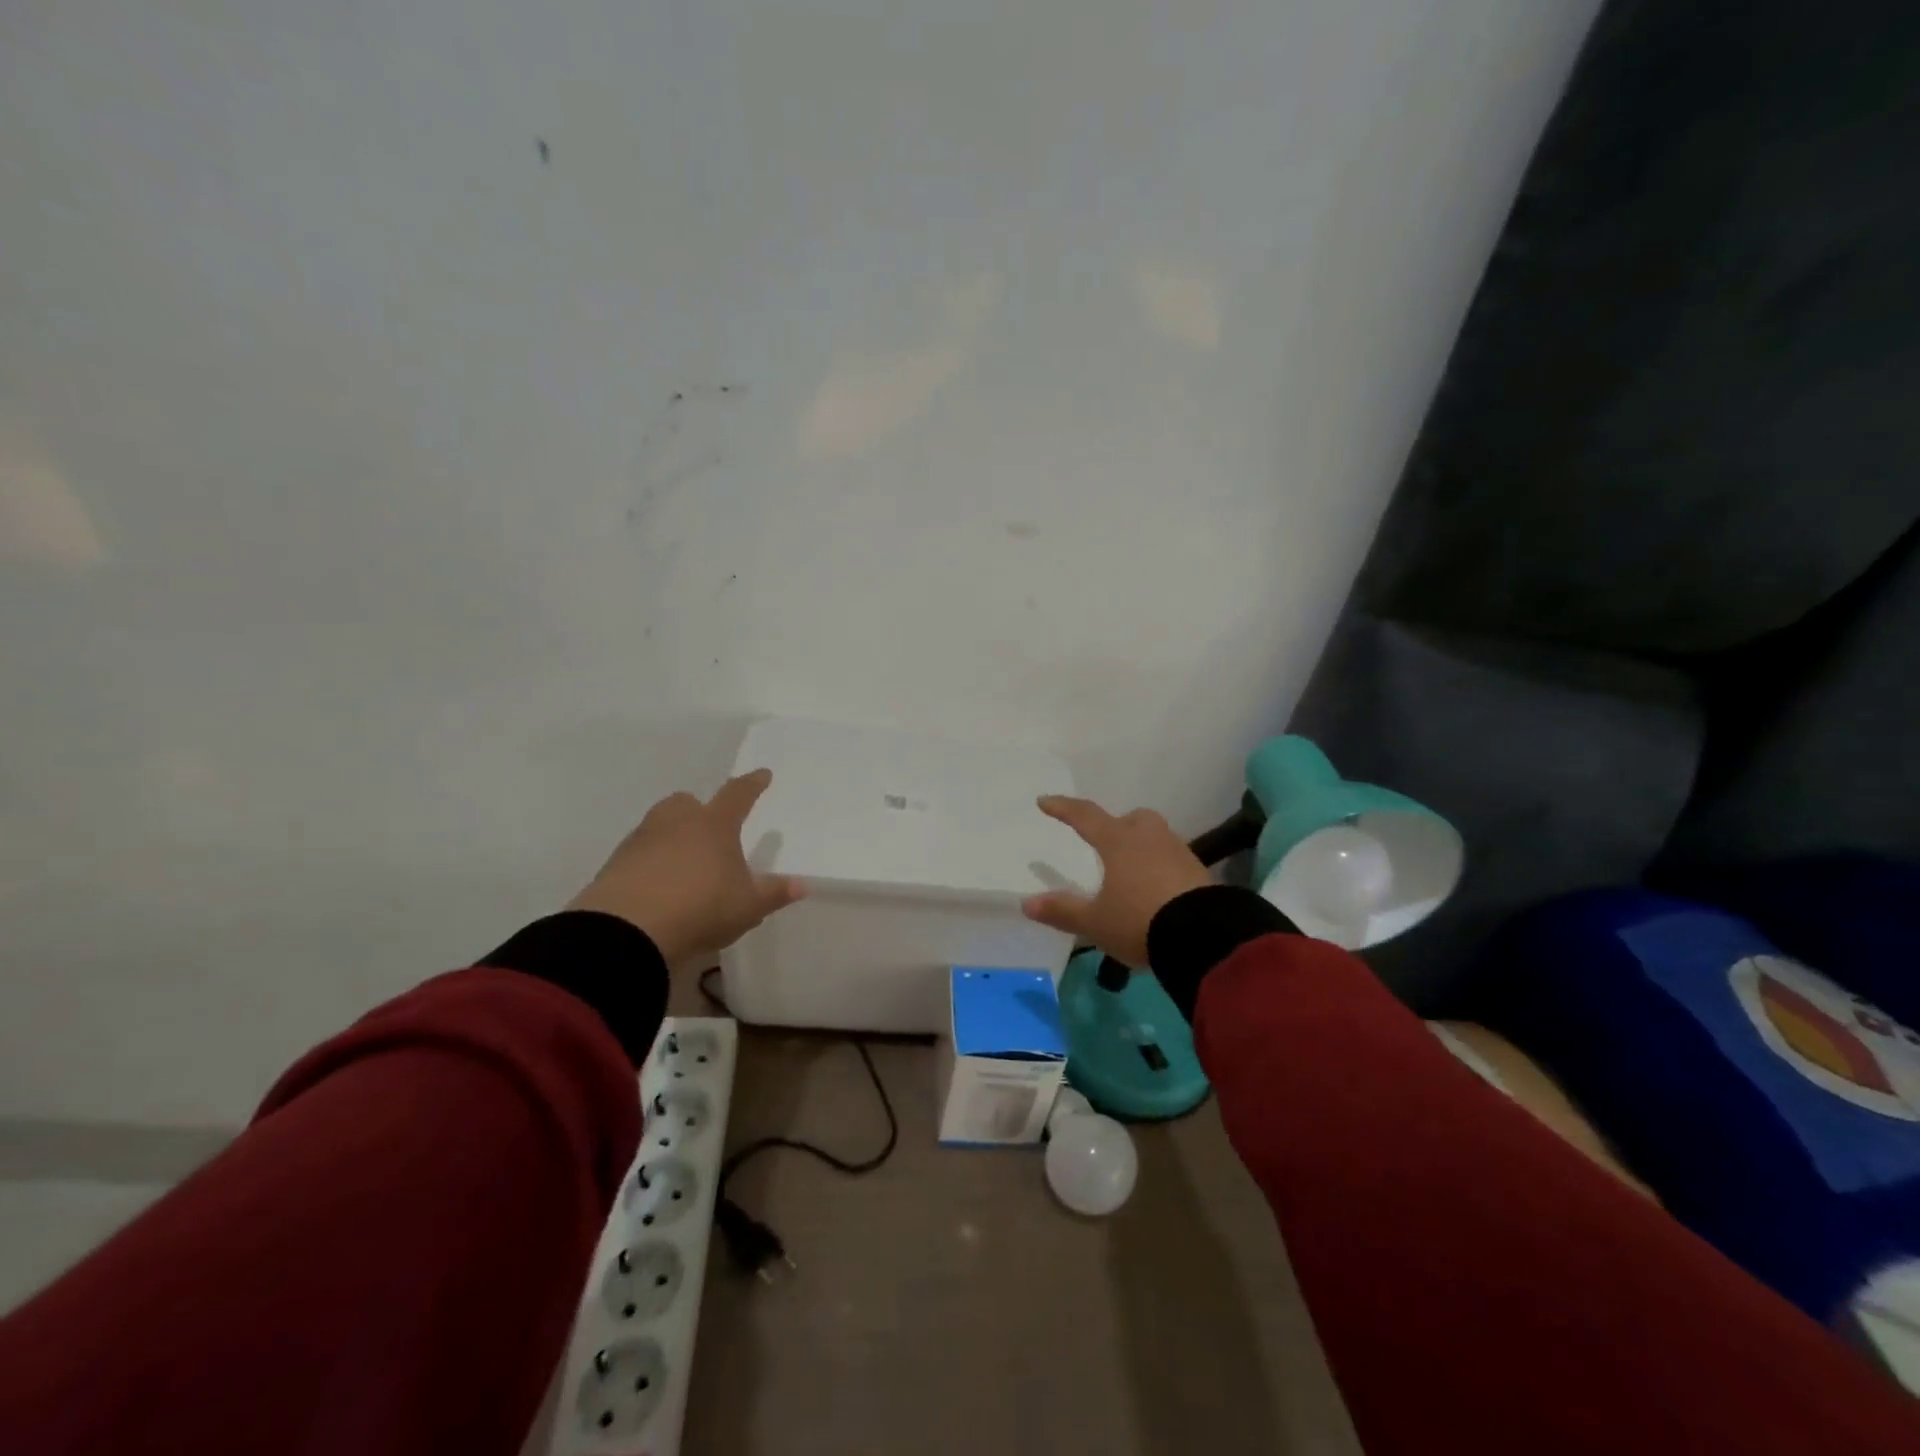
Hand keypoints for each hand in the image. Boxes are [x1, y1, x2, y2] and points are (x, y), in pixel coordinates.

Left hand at [567, 769, 806, 968]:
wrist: (628, 930)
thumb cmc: (701, 908)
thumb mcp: (748, 906)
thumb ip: (774, 893)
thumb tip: (803, 885)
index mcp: (714, 824)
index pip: (738, 794)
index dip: (752, 784)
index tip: (762, 774)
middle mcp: (677, 822)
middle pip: (687, 802)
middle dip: (699, 810)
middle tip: (709, 827)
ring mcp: (641, 840)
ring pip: (660, 825)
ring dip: (672, 835)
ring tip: (684, 862)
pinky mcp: (614, 863)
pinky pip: (638, 853)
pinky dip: (649, 861)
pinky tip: (657, 885)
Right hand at [1020, 795, 1211, 966]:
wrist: (1204, 937)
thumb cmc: (1139, 921)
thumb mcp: (1095, 922)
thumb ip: (1062, 911)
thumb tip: (1026, 903)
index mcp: (1119, 842)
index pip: (1085, 816)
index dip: (1063, 808)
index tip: (1044, 801)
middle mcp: (1150, 839)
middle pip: (1132, 819)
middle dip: (1117, 825)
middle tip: (1106, 843)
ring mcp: (1179, 853)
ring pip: (1156, 837)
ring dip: (1142, 847)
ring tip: (1131, 873)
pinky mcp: (1200, 873)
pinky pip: (1174, 860)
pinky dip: (1162, 868)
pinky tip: (1157, 891)